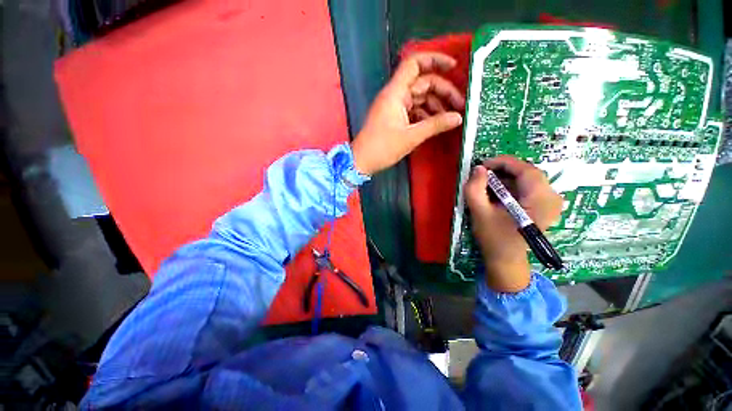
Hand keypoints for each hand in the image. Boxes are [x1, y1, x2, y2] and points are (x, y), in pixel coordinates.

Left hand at [351, 52, 464, 174]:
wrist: (362, 161)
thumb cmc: (382, 148)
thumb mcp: (411, 137)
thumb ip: (435, 125)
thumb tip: (458, 118)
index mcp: (395, 93)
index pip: (415, 64)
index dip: (435, 60)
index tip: (454, 67)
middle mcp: (395, 95)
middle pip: (422, 83)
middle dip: (442, 91)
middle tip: (460, 106)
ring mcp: (394, 107)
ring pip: (419, 98)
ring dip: (435, 106)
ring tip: (450, 119)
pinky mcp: (394, 118)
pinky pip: (414, 111)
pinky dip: (425, 115)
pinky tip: (436, 124)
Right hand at [464, 156, 562, 292]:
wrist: (506, 260)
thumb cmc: (494, 239)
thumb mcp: (480, 213)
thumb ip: (475, 189)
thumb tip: (478, 168)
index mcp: (540, 201)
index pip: (526, 169)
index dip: (503, 162)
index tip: (482, 165)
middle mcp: (552, 198)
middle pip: (528, 173)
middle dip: (503, 171)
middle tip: (482, 176)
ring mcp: (551, 203)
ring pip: (527, 179)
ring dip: (506, 179)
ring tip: (487, 186)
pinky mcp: (545, 206)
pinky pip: (528, 188)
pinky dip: (511, 187)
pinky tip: (498, 195)